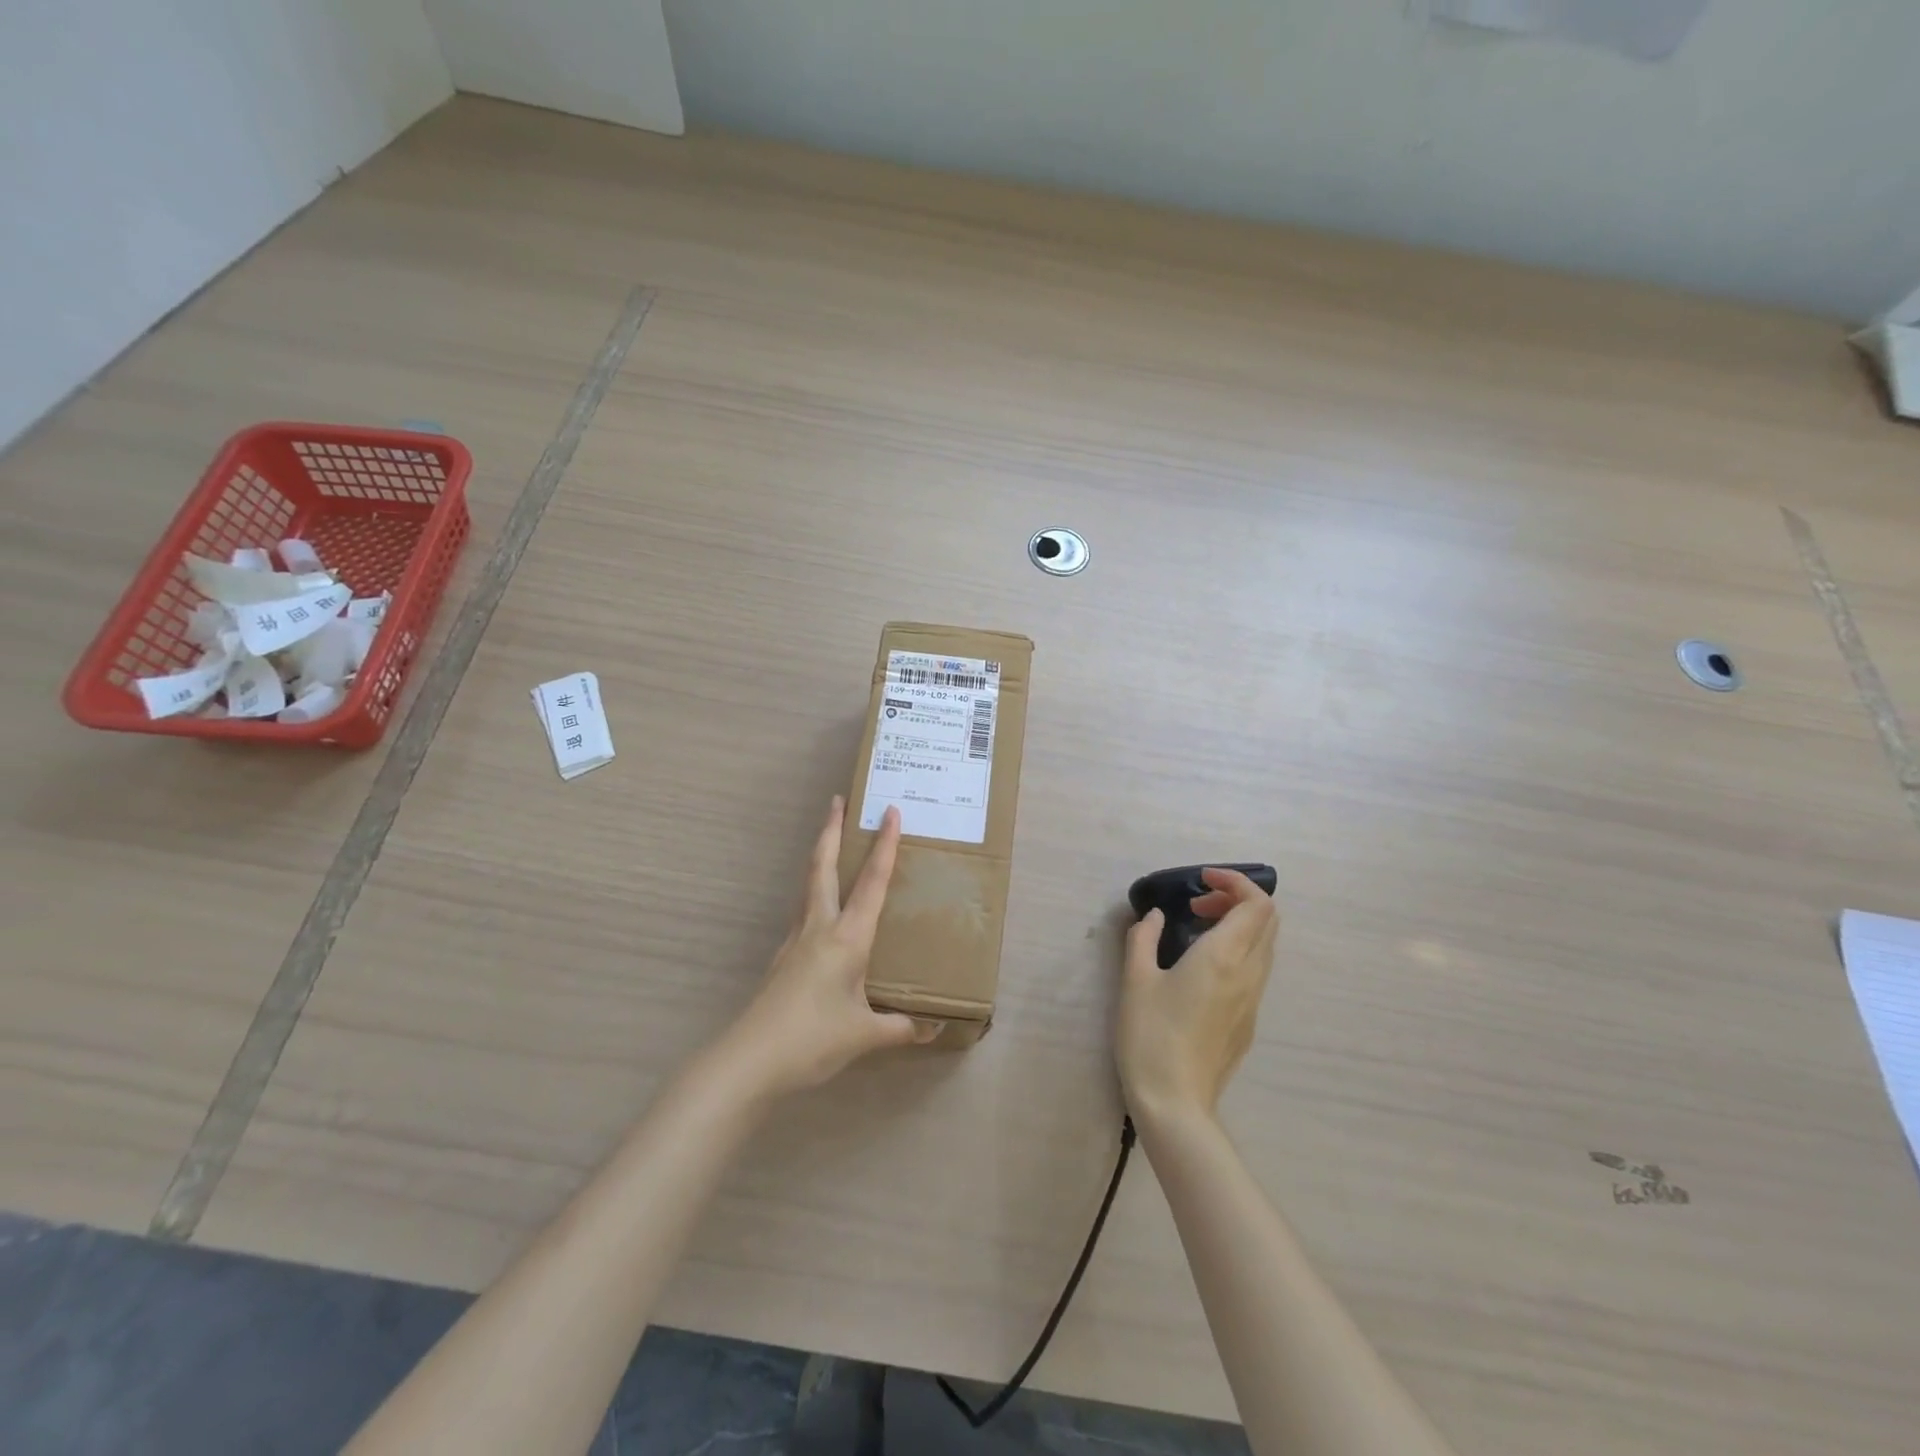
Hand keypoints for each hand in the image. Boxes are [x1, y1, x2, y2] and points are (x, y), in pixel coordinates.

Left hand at [717, 797, 931, 1098]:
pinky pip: (803, 913)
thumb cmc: (812, 1039)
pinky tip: (821, 912)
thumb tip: (933, 1027)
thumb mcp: (865, 1035)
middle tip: (838, 801)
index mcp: (846, 938)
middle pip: (823, 867)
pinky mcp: (783, 958)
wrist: (750, 1060)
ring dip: (820, 858)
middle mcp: (819, 928)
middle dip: (831, 831)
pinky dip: (814, 895)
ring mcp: (795, 941)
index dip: (884, 846)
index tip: (890, 812)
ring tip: (830, 843)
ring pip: (809, 886)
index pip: (871, 882)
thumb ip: (901, 1027)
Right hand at [1117, 867, 1278, 1128]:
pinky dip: (1237, 949)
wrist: (1175, 1102)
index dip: (1235, 882)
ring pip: (1264, 946)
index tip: (1201, 881)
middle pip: (1268, 920)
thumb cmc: (1150, 1035)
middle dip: (1237, 899)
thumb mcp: (1135, 980)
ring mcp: (1253, 1000)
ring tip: (1196, 930)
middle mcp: (1248, 974)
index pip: (1256, 904)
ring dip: (1238, 925)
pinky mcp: (1248, 1021)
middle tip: (1197, 905)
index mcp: (1223, 957)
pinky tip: (1200, 967)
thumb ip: (1143, 938)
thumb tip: (1153, 917)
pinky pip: (1255, 970)